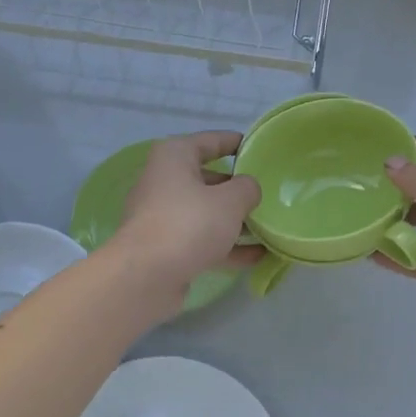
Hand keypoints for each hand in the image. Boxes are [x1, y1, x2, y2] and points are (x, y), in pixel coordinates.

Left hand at [109, 131, 261, 307]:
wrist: (147, 275)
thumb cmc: (189, 223)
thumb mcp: (230, 200)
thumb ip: (247, 188)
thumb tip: (248, 189)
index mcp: (174, 157)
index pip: (210, 141)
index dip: (234, 142)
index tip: (256, 148)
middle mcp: (164, 181)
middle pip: (208, 179)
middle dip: (237, 188)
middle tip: (267, 193)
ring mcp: (163, 216)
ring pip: (206, 213)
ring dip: (235, 221)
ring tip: (268, 227)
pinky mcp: (166, 247)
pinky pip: (202, 240)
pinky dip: (227, 246)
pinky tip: (257, 256)